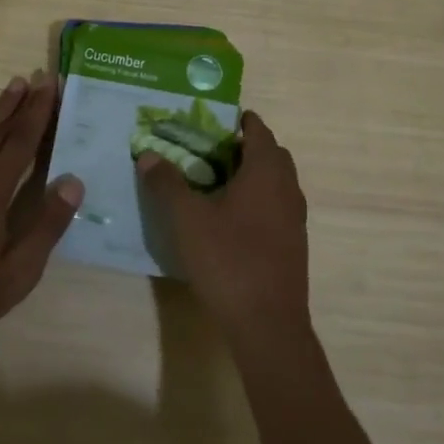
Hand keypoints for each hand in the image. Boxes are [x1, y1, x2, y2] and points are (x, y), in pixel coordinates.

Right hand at [137, 110, 308, 343]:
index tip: (218, 118)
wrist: (268, 324)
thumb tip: (148, 154)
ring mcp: (295, 219)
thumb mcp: (187, 219)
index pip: (259, 131)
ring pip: (278, 182)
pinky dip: (259, 199)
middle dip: (247, 146)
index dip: (242, 121)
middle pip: (272, 155)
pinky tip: (232, 219)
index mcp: (266, 173)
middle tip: (212, 149)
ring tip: (219, 181)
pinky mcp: (294, 245)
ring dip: (254, 174)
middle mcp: (288, 189)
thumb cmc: (228, 260)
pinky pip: (278, 206)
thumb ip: (167, 183)